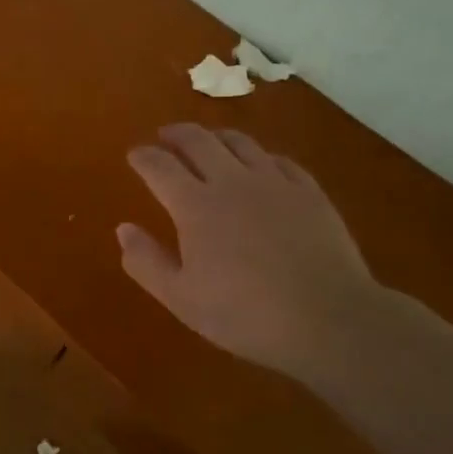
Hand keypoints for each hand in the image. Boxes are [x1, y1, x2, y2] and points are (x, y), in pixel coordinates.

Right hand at [117, 124, 379, 372]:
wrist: (329, 319)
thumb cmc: (245, 314)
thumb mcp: (182, 299)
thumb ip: (146, 262)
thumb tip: (123, 228)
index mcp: (195, 205)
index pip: (159, 166)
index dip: (143, 156)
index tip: (134, 154)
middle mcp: (231, 181)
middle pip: (198, 141)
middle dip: (176, 134)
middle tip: (166, 136)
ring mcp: (274, 182)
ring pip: (240, 142)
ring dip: (216, 136)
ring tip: (208, 141)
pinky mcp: (309, 192)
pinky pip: (279, 160)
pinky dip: (260, 156)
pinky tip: (261, 164)